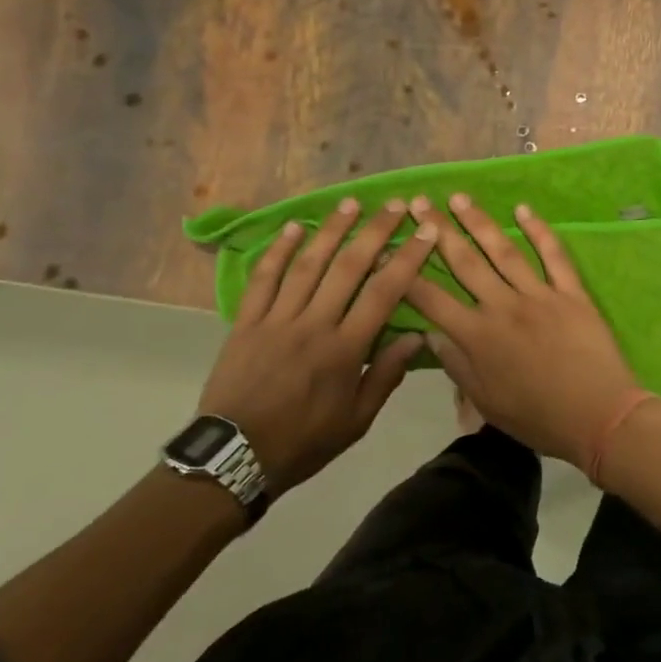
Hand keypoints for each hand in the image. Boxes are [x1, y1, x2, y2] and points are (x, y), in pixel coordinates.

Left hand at [197, 198, 437, 491]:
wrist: (235, 457)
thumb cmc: (304, 440)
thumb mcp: (357, 420)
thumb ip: (386, 375)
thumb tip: (417, 337)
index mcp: (344, 350)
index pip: (383, 293)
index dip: (407, 258)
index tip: (425, 232)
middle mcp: (313, 325)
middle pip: (348, 267)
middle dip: (374, 232)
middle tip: (393, 205)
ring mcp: (276, 320)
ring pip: (307, 265)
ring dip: (331, 231)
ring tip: (350, 203)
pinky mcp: (246, 322)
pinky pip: (264, 279)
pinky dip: (278, 251)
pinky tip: (294, 228)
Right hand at [403, 193, 660, 475]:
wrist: (599, 416)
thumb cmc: (539, 418)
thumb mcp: (487, 403)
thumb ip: (457, 366)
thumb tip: (430, 334)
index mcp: (478, 337)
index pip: (431, 298)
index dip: (406, 273)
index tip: (389, 247)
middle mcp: (503, 307)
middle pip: (465, 262)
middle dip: (437, 231)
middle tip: (419, 203)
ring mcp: (539, 295)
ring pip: (503, 251)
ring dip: (479, 222)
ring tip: (459, 198)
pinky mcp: (571, 292)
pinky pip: (554, 256)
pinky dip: (539, 231)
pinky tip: (523, 210)